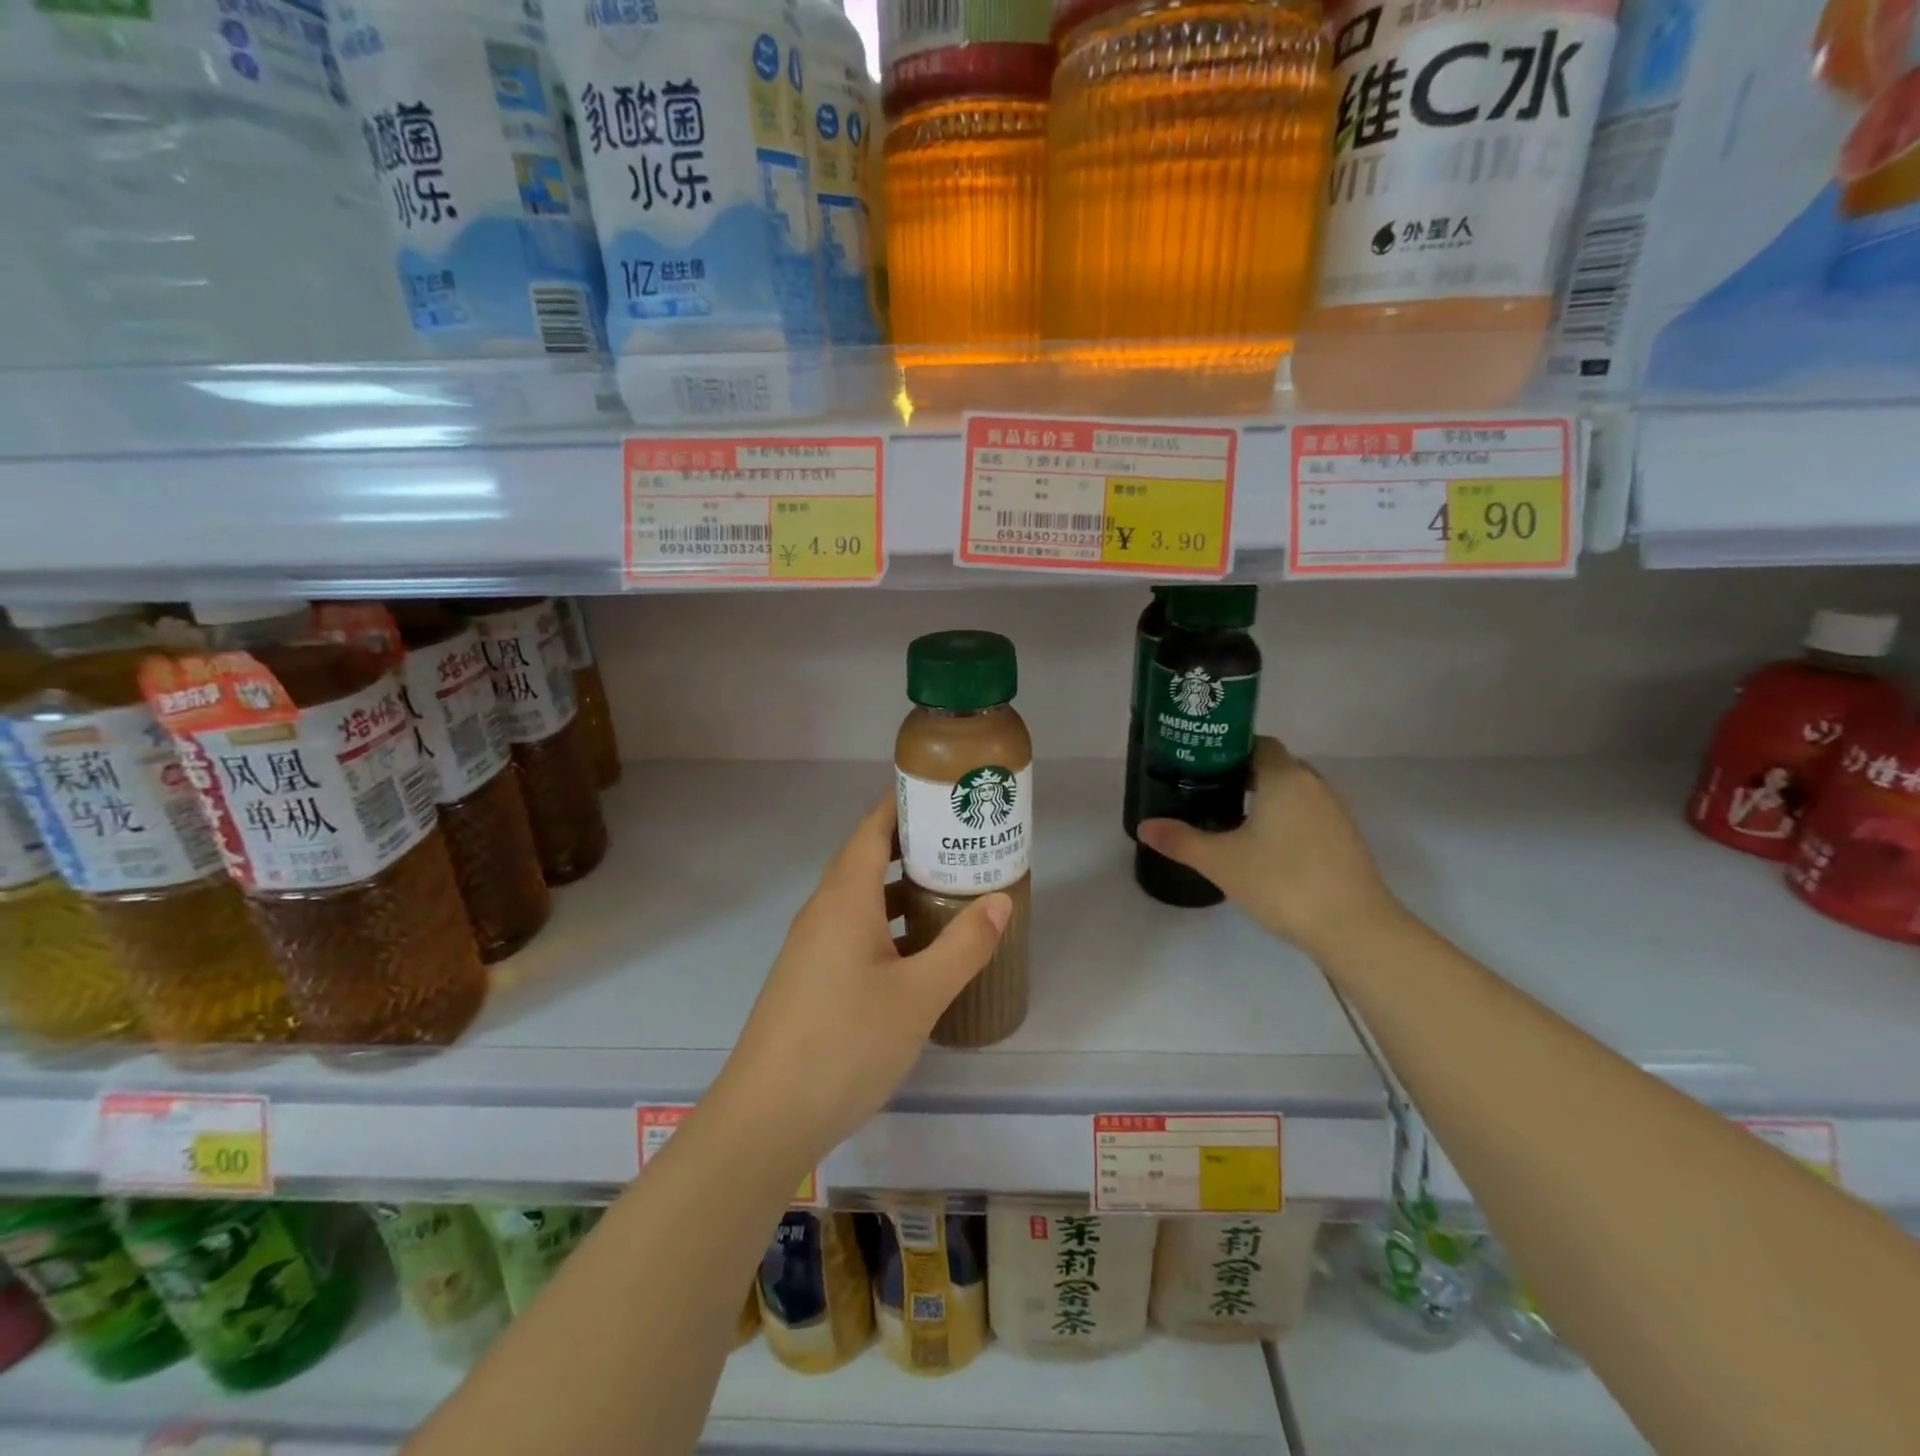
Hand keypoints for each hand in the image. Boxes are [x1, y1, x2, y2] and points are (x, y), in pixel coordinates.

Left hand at [712, 796, 1011, 1165]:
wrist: (766, 1117)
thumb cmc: (844, 1044)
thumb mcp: (917, 995)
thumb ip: (963, 946)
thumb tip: (1000, 900)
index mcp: (844, 897)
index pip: (873, 828)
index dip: (904, 804)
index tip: (945, 794)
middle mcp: (824, 910)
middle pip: (869, 858)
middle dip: (915, 846)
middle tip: (965, 842)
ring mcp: (814, 945)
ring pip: (863, 898)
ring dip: (903, 888)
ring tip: (953, 889)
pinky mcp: (813, 977)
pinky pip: (855, 930)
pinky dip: (889, 924)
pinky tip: (921, 951)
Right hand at [1138, 736, 1400, 957]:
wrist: (1354, 927)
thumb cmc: (1282, 882)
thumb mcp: (1221, 861)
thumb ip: (1181, 840)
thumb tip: (1145, 826)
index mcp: (1284, 778)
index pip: (1258, 743)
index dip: (1229, 749)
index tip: (1201, 765)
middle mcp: (1314, 785)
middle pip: (1276, 766)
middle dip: (1244, 775)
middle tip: (1208, 791)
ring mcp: (1336, 813)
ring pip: (1294, 792)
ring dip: (1267, 799)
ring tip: (1232, 819)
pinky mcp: (1346, 840)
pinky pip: (1309, 815)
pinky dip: (1287, 820)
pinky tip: (1266, 847)